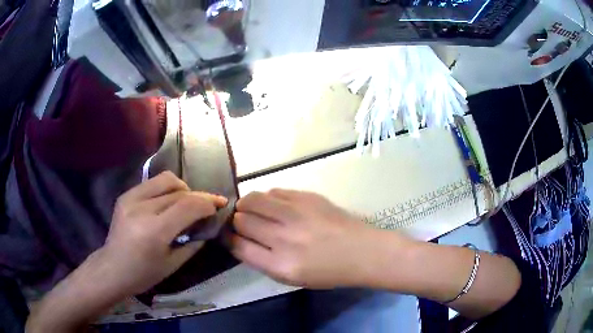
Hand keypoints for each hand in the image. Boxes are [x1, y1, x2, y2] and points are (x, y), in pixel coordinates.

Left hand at [99, 171, 227, 295]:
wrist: (112, 268)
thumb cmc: (143, 274)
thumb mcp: (173, 264)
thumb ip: (193, 242)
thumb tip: (208, 225)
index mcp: (154, 231)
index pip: (188, 205)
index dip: (208, 203)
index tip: (220, 206)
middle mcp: (142, 208)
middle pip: (179, 191)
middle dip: (199, 196)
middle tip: (209, 205)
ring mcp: (131, 198)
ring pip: (166, 179)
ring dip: (183, 188)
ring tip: (188, 202)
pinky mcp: (126, 195)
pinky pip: (153, 183)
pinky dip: (167, 189)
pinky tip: (168, 202)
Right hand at [231, 189, 395, 287]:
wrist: (360, 251)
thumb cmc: (327, 271)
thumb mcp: (291, 278)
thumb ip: (262, 260)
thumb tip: (240, 239)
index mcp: (279, 264)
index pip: (239, 246)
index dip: (229, 239)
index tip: (229, 235)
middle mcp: (284, 238)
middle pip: (242, 220)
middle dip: (237, 221)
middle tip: (242, 222)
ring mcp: (296, 214)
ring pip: (252, 199)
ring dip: (246, 204)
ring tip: (252, 209)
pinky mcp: (306, 197)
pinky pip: (274, 191)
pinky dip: (267, 198)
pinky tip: (274, 205)